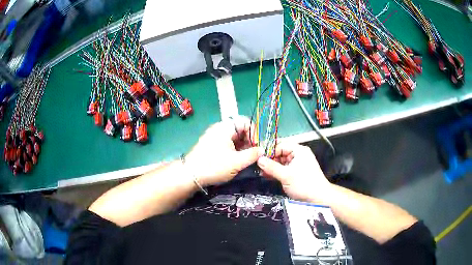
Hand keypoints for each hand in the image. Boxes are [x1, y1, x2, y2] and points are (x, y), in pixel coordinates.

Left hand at [185, 116, 262, 186]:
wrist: (190, 175)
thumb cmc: (214, 166)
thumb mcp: (237, 162)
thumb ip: (253, 155)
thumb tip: (263, 150)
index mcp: (226, 127)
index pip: (246, 121)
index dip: (255, 132)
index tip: (258, 146)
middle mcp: (220, 128)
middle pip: (240, 129)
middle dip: (250, 141)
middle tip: (254, 155)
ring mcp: (214, 136)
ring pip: (234, 137)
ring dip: (243, 147)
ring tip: (247, 159)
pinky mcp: (211, 145)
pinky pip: (227, 143)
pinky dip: (235, 150)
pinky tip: (237, 160)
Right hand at [257, 143, 331, 201]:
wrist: (318, 198)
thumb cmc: (304, 184)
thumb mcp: (286, 175)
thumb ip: (271, 167)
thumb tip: (258, 159)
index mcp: (299, 150)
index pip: (281, 145)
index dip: (270, 151)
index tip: (258, 158)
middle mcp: (298, 155)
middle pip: (280, 153)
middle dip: (269, 160)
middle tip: (258, 166)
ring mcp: (297, 164)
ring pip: (281, 162)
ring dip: (272, 167)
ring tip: (261, 172)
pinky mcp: (296, 173)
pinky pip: (284, 169)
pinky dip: (276, 172)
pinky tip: (268, 176)